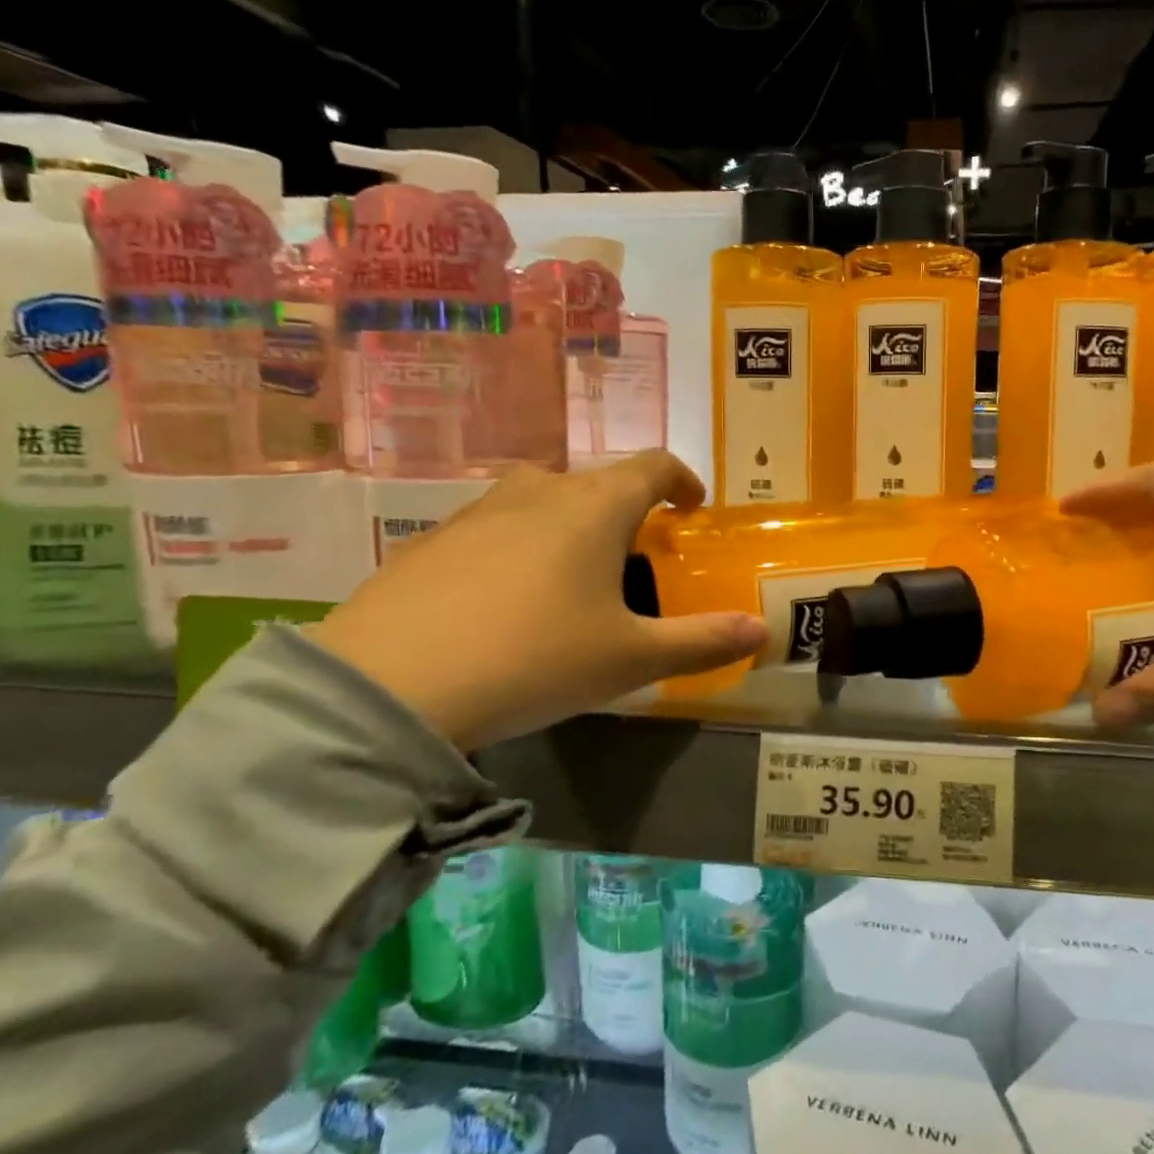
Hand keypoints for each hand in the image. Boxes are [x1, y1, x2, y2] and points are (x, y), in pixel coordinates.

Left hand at [311, 454, 767, 749]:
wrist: (390, 687)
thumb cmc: (535, 658)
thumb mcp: (631, 659)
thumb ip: (703, 642)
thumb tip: (762, 633)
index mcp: (595, 507)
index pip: (653, 465)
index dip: (681, 480)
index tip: (692, 507)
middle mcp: (537, 492)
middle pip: (596, 482)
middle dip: (625, 511)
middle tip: (634, 558)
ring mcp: (476, 512)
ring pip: (540, 501)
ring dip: (568, 526)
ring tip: (570, 580)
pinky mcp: (428, 541)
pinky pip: (492, 530)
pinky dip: (516, 549)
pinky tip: (502, 603)